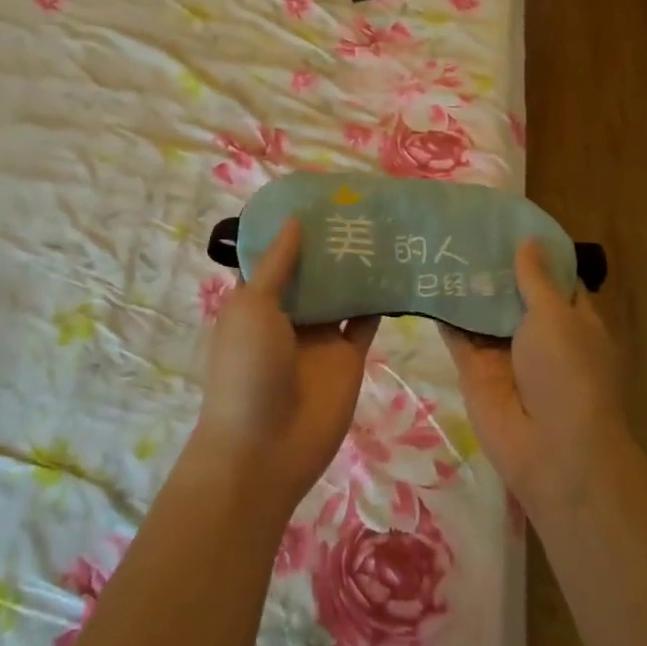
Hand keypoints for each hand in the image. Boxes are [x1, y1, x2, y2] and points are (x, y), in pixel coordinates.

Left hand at [194, 220, 378, 515]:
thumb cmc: (248, 370)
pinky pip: (366, 320)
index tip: (319, 196)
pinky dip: (380, 298)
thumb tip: (293, 219)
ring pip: (343, 291)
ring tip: (385, 226)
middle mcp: (290, 313)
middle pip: (314, 270)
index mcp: (257, 299)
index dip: (293, 227)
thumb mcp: (253, 307)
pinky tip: (398, 268)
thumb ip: (277, 265)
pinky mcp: (349, 356)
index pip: (276, 255)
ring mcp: (321, 335)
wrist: (266, 449)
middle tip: (362, 203)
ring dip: (358, 265)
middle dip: (332, 241)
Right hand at [440, 239, 627, 518]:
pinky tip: (421, 281)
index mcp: (571, 320)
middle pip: (512, 293)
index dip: (533, 251)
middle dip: (491, 265)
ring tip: (436, 245)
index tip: (505, 221)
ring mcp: (504, 352)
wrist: (551, 451)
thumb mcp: (557, 317)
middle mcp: (538, 334)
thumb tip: (528, 240)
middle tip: (461, 226)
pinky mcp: (475, 370)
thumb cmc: (567, 375)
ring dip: (464, 285)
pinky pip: (457, 335)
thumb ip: (535, 279)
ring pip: (481, 311)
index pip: (553, 278)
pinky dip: (443, 311)